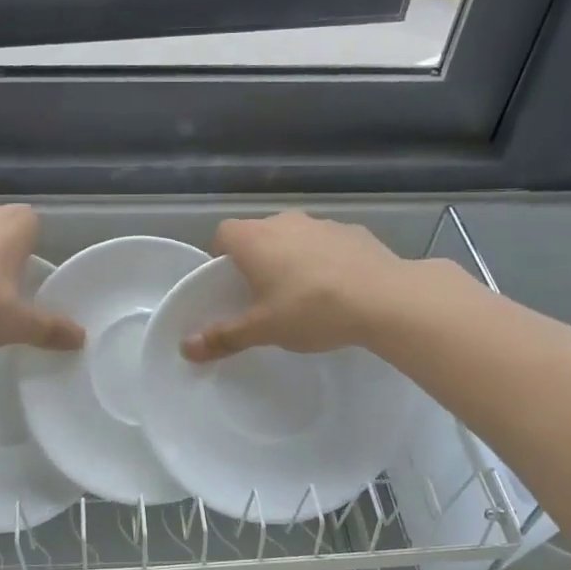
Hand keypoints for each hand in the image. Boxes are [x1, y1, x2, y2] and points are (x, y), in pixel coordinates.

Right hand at [182, 211, 416, 360]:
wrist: (384, 298)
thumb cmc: (310, 310)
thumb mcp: (263, 329)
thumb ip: (224, 336)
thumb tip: (186, 348)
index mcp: (254, 239)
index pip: (223, 234)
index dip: (221, 258)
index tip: (229, 286)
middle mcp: (285, 221)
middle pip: (259, 235)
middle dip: (257, 261)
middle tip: (263, 296)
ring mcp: (322, 223)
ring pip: (295, 238)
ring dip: (293, 258)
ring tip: (304, 295)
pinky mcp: (354, 231)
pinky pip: (327, 244)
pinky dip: (325, 260)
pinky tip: (338, 289)